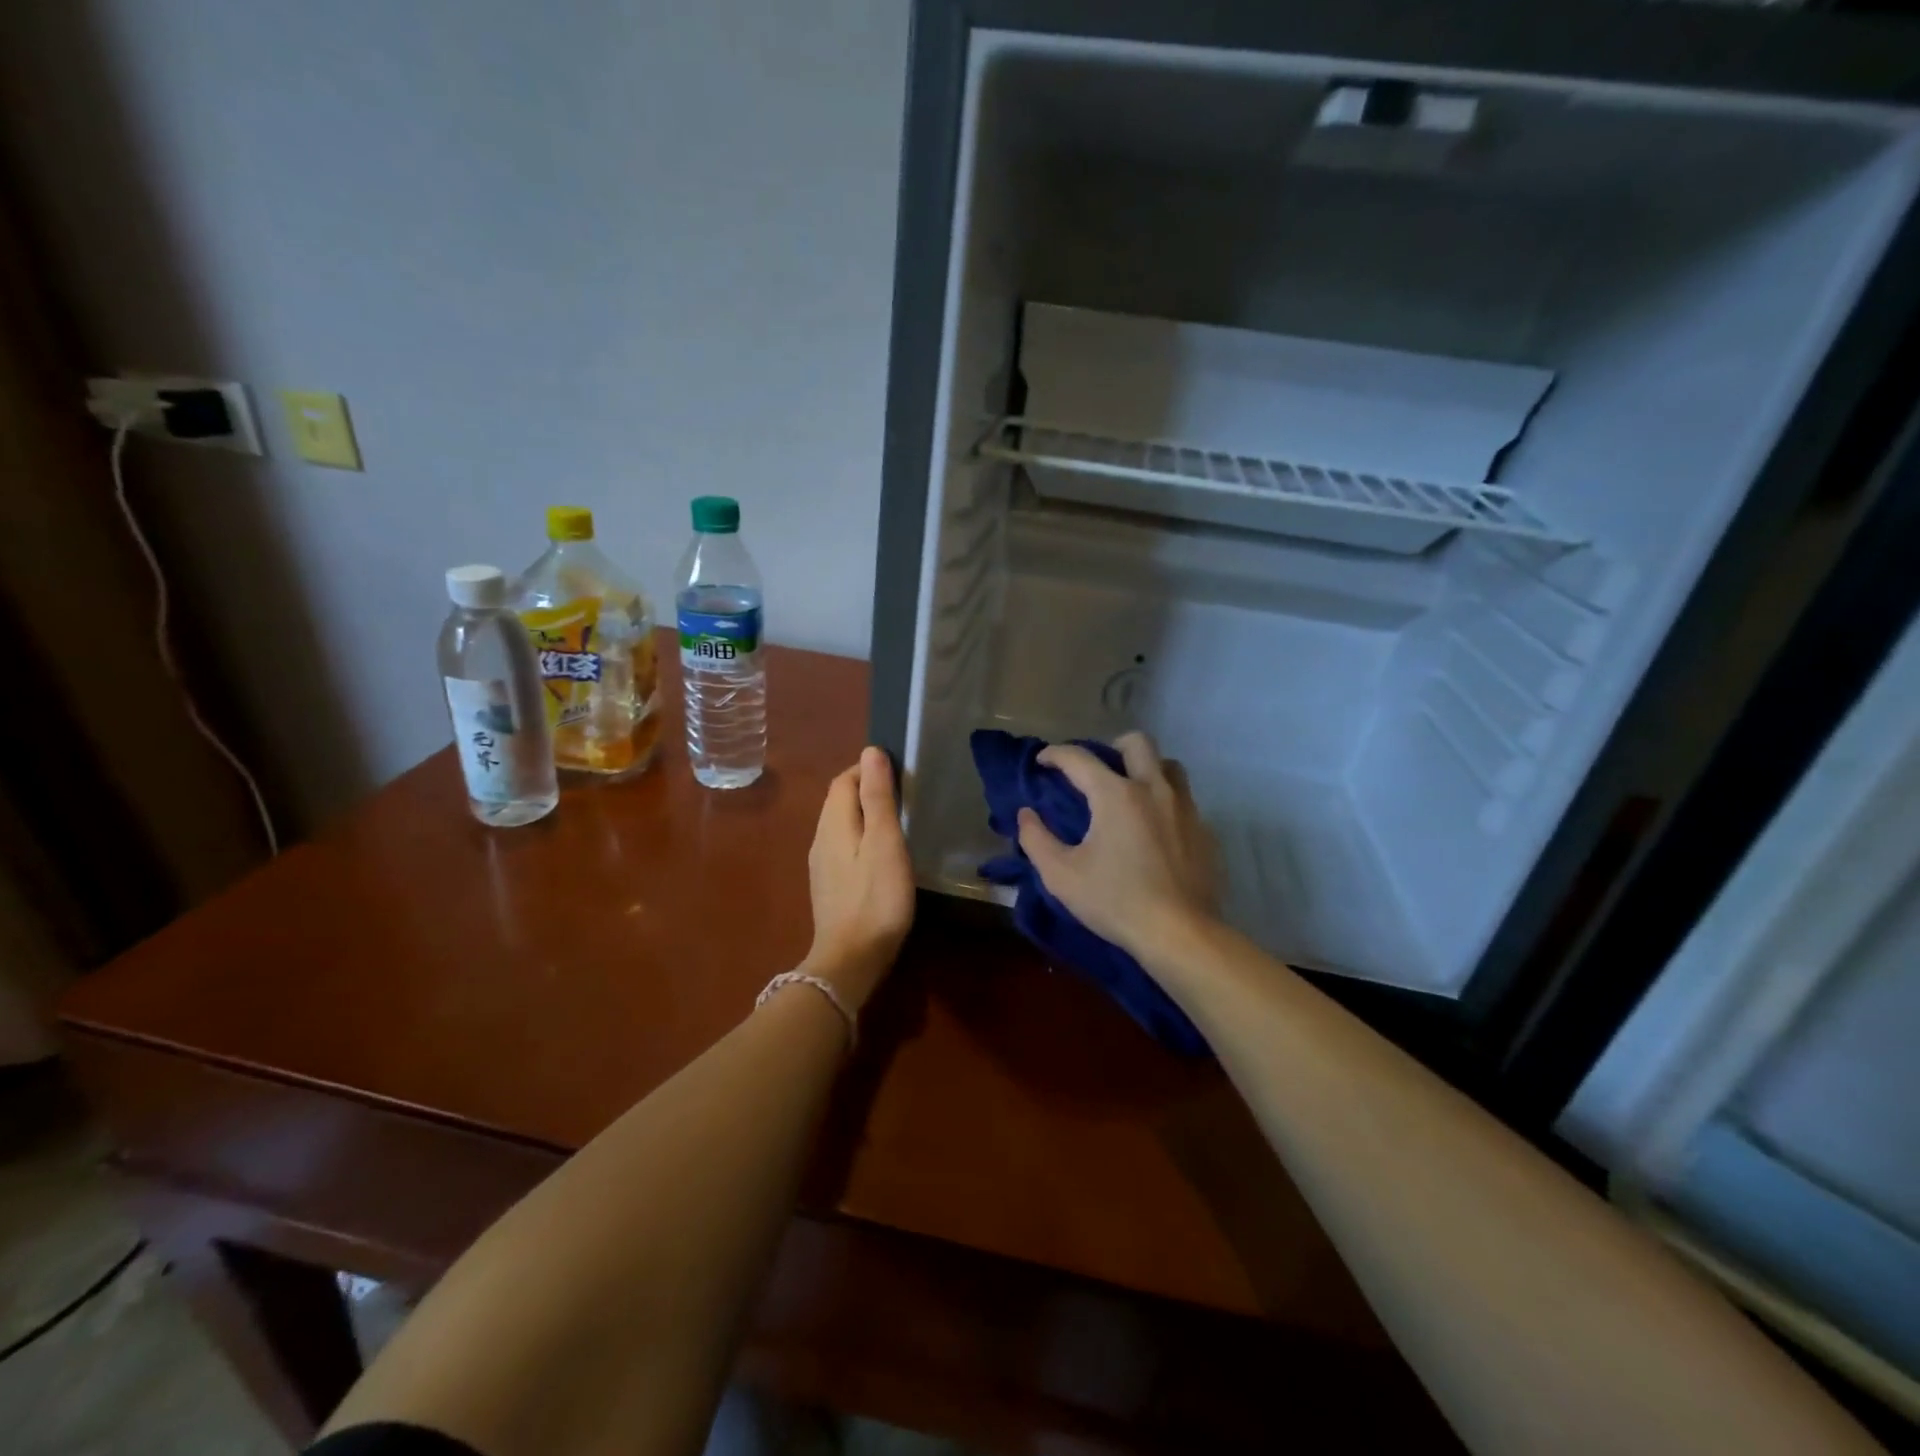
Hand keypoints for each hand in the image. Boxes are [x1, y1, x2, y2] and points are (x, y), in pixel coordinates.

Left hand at [802, 747, 915, 1010]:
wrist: (851, 959)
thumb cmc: (875, 897)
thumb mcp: (885, 842)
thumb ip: (878, 797)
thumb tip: (871, 751)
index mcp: (833, 823)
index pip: (844, 780)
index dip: (868, 769)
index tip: (900, 773)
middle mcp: (820, 838)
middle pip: (839, 800)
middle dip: (866, 788)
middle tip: (903, 794)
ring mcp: (822, 865)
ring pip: (841, 824)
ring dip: (864, 813)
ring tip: (896, 819)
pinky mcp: (829, 886)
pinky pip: (843, 846)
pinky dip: (861, 837)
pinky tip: (880, 854)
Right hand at [1017, 732, 1219, 965]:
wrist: (1179, 934)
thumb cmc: (1114, 901)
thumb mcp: (1061, 875)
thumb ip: (1036, 839)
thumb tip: (1027, 815)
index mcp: (1116, 795)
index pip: (1079, 758)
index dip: (1055, 754)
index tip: (1042, 762)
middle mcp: (1154, 790)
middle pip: (1138, 743)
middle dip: (1112, 747)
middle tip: (1096, 771)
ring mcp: (1185, 809)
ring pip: (1169, 767)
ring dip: (1146, 769)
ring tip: (1129, 794)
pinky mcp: (1204, 832)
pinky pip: (1184, 801)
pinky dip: (1165, 803)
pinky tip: (1154, 831)